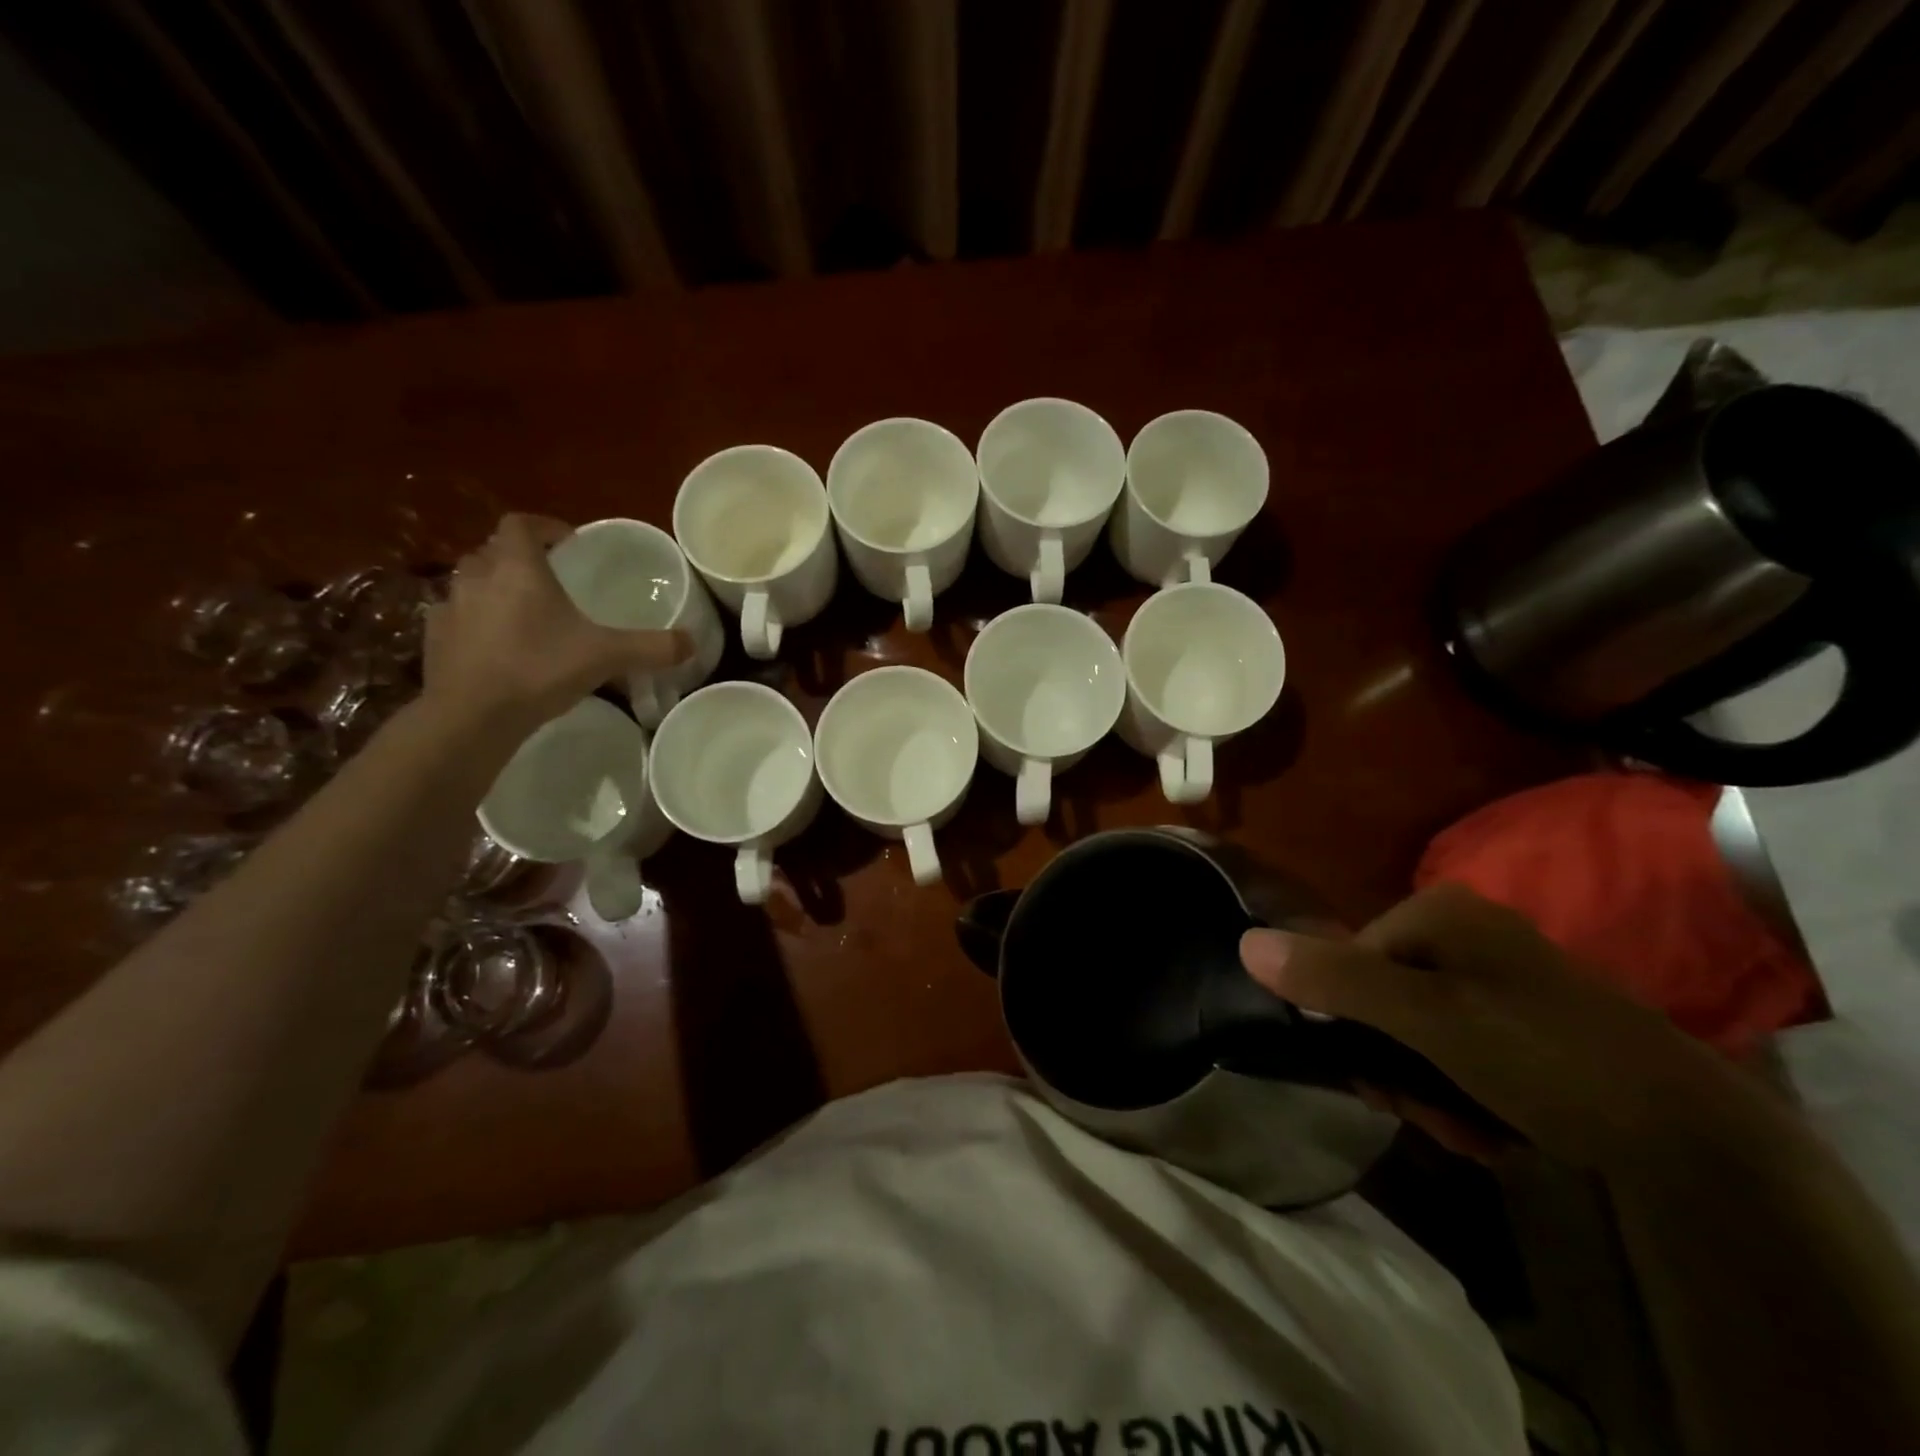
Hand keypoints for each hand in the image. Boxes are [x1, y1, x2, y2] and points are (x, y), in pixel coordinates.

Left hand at [422, 514, 689, 733]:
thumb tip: (692, 643)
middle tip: (549, 578)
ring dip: (494, 587)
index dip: (544, 527)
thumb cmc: (539, 669)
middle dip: (519, 558)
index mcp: (517, 569)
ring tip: (524, 612)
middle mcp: (477, 578)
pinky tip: (496, 645)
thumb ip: (650, 647)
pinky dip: (476, 621)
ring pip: (471, 582)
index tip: (567, 543)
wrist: (472, 715)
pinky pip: (457, 617)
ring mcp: (450, 608)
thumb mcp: (607, 656)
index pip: (521, 525)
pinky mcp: (435, 639)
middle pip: (493, 551)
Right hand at [1239, 883, 1785, 1170]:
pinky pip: (1459, 1048)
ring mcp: (1497, 977)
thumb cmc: (1544, 1057)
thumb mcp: (1427, 1019)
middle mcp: (1464, 932)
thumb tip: (1244, 943)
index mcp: (1439, 911)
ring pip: (1417, 1032)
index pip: (1348, 959)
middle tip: (1426, 1112)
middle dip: (1395, 1065)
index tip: (1378, 1080)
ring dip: (1427, 1088)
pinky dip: (1463, 1091)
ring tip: (1467, 1130)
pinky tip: (1493, 1129)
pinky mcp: (1526, 1021)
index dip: (1350, 1023)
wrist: (1697, 1143)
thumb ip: (1335, 979)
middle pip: (1382, 999)